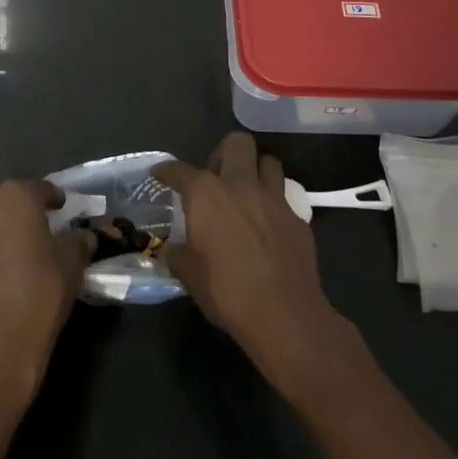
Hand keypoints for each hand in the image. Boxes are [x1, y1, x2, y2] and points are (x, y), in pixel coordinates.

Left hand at [0, 173, 94, 419]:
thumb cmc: (39, 296)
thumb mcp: (70, 267)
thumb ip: (77, 244)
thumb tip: (83, 237)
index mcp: (16, 199)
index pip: (38, 186)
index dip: (53, 195)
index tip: (62, 206)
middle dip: (5, 188)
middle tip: (25, 207)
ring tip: (13, 237)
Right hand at [155, 134, 358, 403]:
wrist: (285, 315)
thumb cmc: (227, 292)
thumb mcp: (188, 275)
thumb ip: (177, 253)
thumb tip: (174, 249)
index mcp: (206, 193)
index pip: (178, 170)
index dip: (166, 171)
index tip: (160, 174)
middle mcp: (240, 184)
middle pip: (236, 143)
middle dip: (223, 152)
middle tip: (216, 177)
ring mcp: (273, 198)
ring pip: (268, 161)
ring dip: (255, 170)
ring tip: (246, 192)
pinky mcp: (297, 217)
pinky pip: (284, 196)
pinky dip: (273, 202)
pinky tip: (267, 223)